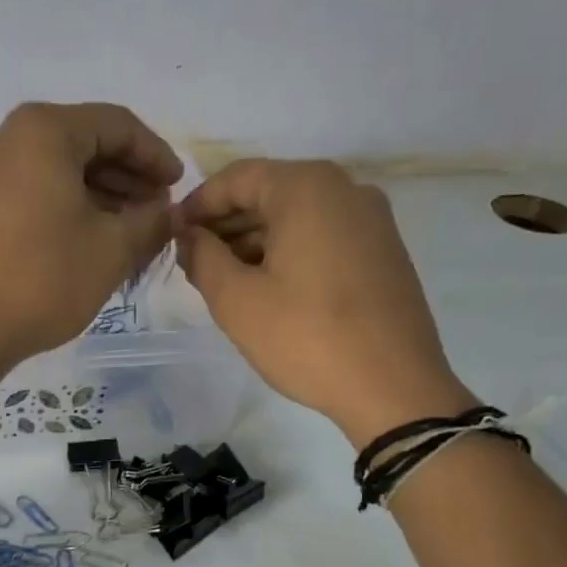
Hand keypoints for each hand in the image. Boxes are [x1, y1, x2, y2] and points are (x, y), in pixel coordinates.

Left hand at [0, 102, 181, 366]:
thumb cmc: (43, 279)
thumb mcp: (113, 249)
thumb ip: (152, 221)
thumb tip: (167, 211)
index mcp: (43, 130)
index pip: (117, 125)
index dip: (156, 155)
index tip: (179, 188)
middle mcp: (5, 137)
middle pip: (83, 143)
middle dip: (127, 177)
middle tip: (156, 212)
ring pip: (55, 169)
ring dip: (98, 194)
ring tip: (127, 231)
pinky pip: (30, 190)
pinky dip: (64, 206)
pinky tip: (85, 239)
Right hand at [176, 159, 474, 444]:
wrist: (394, 388)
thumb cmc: (307, 338)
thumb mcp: (237, 300)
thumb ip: (202, 257)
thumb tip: (189, 236)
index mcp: (307, 188)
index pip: (237, 178)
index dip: (198, 205)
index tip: (172, 235)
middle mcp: (345, 189)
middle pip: (270, 193)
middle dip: (226, 224)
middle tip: (194, 262)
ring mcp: (372, 220)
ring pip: (297, 217)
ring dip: (256, 241)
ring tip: (225, 280)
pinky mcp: (384, 252)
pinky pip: (324, 236)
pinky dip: (290, 252)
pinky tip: (269, 288)